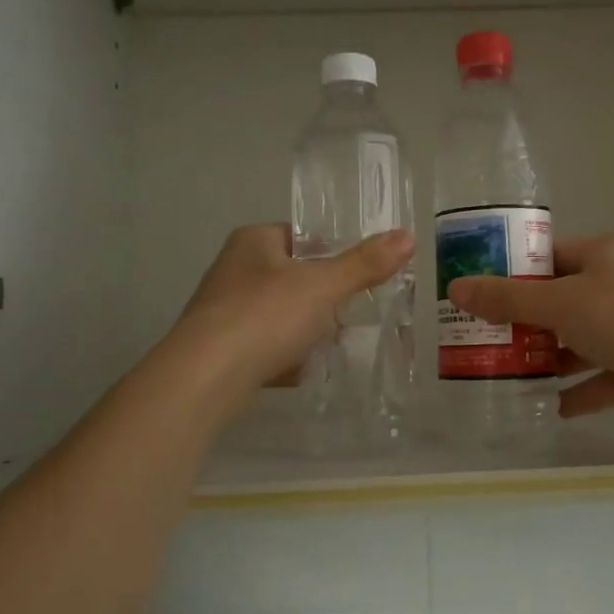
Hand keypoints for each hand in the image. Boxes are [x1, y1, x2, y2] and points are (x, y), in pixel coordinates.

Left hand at [171, 224, 414, 394]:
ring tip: (334, 344)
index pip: (302, 236)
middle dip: (323, 297)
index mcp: (253, 242)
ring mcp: (224, 312)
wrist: (205, 378)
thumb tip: (408, 236)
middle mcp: (234, 271)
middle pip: (293, 278)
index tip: (361, 275)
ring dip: (306, 329)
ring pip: (280, 315)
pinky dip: (286, 357)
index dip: (333, 253)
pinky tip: (304, 371)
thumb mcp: (323, 286)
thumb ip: (364, 264)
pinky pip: (265, 347)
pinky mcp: (222, 350)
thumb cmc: (265, 316)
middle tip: (353, 313)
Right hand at [447, 234, 613, 423]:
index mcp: (604, 256)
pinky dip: (578, 392)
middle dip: (526, 324)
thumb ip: (508, 299)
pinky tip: (550, 407)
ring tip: (508, 374)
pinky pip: (602, 378)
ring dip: (550, 359)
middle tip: (485, 340)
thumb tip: (456, 289)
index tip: (481, 294)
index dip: (515, 274)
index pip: (550, 258)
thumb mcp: (560, 303)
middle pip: (562, 302)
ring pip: (580, 342)